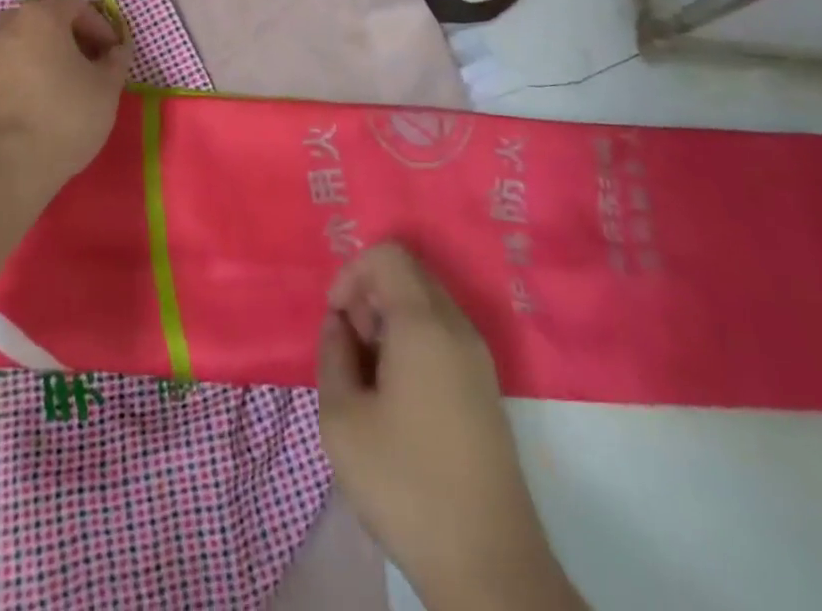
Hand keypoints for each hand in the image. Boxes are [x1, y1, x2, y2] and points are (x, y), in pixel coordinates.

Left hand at [0, 0, 131, 189]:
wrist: (3, 165)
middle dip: (72, 38)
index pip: (77, 5)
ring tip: (65, 86)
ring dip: (47, 55)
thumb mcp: (106, 88)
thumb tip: (116, 51)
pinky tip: (39, 104)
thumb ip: (116, 62)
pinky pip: (7, 67)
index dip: (100, 27)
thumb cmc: (64, 116)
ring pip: (24, 43)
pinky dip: (25, 75)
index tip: (112, 55)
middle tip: (90, 66)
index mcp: (41, 16)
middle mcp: (8, 25)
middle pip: (46, 19)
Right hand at [317, 244, 582, 610]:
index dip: (352, 274)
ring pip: (425, 305)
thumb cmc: (406, 484)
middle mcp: (458, 327)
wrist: (489, 566)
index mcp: (424, 323)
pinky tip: (396, 398)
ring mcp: (478, 358)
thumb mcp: (342, 419)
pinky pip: (441, 335)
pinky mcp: (485, 388)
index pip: (388, 255)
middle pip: (408, 275)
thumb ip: (332, 355)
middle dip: (369, 297)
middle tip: (350, 350)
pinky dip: (411, 343)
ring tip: (369, 378)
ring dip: (388, 322)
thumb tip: (339, 325)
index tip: (336, 321)